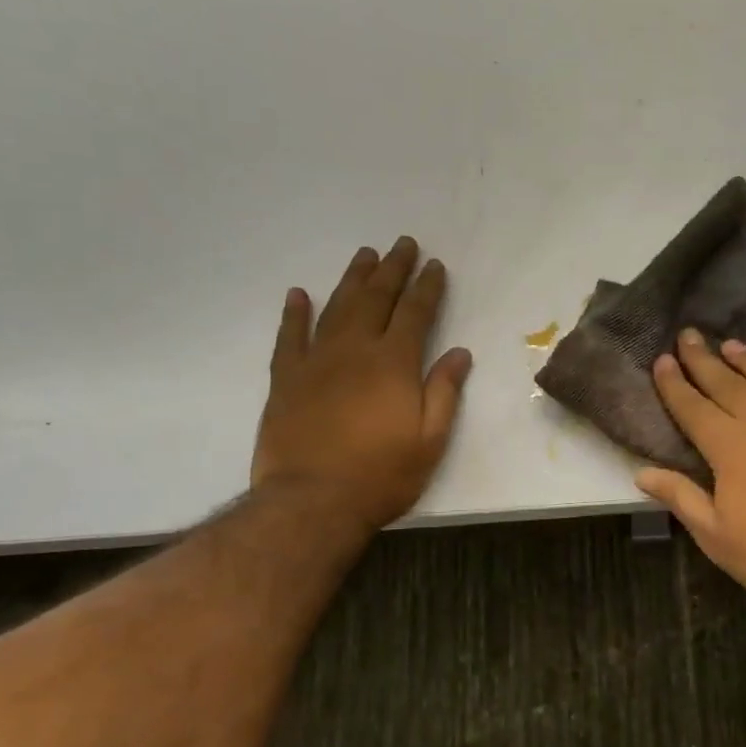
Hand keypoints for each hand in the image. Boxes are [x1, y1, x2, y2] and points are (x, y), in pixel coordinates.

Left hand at [252, 236, 472, 531]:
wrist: (312, 501)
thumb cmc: (382, 475)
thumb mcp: (430, 441)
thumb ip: (444, 392)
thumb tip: (460, 353)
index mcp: (394, 364)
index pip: (416, 313)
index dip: (428, 287)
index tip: (435, 265)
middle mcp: (354, 350)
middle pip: (376, 298)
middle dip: (393, 269)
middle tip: (403, 244)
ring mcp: (315, 361)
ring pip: (336, 307)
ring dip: (352, 279)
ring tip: (365, 255)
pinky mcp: (285, 379)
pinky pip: (289, 336)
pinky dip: (294, 313)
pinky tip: (298, 294)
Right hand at [636, 330, 745, 627]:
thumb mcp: (716, 536)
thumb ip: (681, 497)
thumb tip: (642, 473)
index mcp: (731, 444)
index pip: (693, 405)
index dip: (673, 383)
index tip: (661, 360)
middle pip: (727, 381)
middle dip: (703, 358)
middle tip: (689, 334)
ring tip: (731, 345)